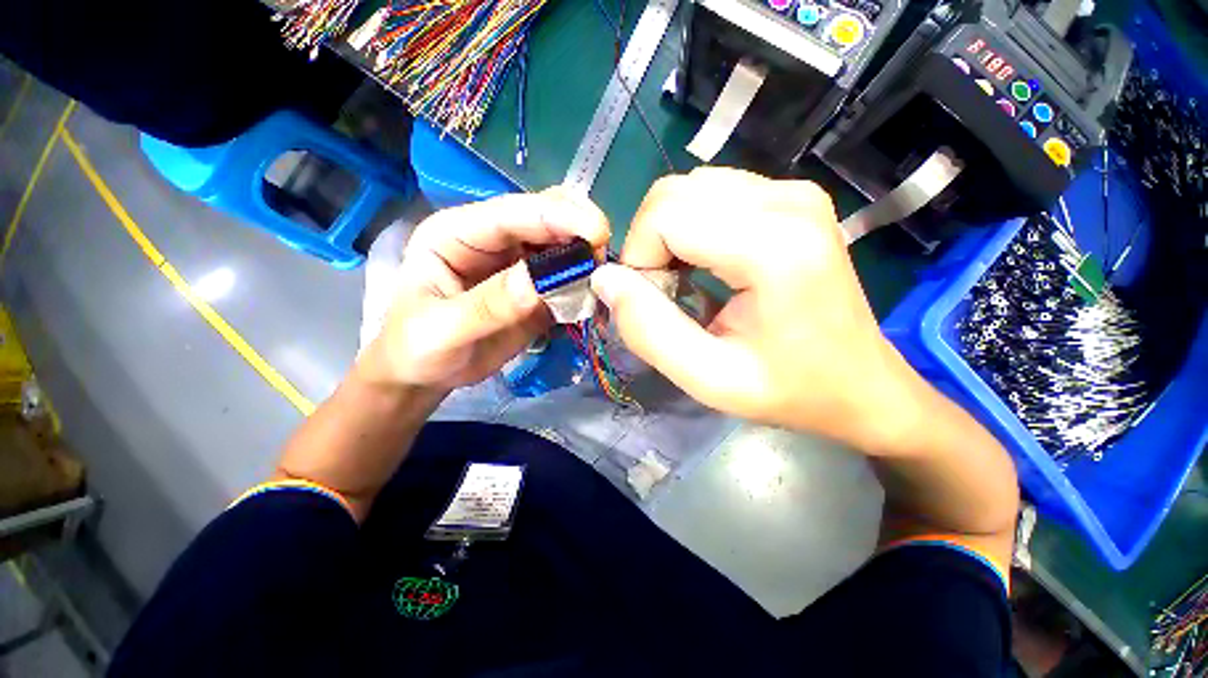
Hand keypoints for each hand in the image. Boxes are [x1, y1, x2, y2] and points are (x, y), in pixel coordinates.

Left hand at [360, 188, 609, 393]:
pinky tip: (593, 296)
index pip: (511, 214)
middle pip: (544, 217)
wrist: (424, 374)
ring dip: (585, 257)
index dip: (556, 217)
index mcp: (457, 233)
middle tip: (603, 256)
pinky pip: (567, 277)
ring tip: (603, 279)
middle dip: (578, 229)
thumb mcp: (442, 330)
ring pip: (562, 244)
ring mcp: (517, 264)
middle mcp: (491, 239)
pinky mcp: (535, 288)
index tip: (596, 232)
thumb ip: (489, 305)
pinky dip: (584, 283)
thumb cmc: (416, 348)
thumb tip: (538, 281)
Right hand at [591, 168, 915, 450]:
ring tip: (688, 283)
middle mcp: (787, 200)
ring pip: (688, 190)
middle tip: (668, 295)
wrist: (861, 384)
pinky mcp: (790, 196)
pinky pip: (711, 194)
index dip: (639, 259)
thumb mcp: (710, 380)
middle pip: (672, 194)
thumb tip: (606, 280)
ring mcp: (793, 192)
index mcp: (775, 246)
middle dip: (650, 245)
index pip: (665, 216)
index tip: (653, 303)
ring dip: (669, 236)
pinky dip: (691, 228)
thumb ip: (649, 331)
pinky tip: (707, 265)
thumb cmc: (790, 391)